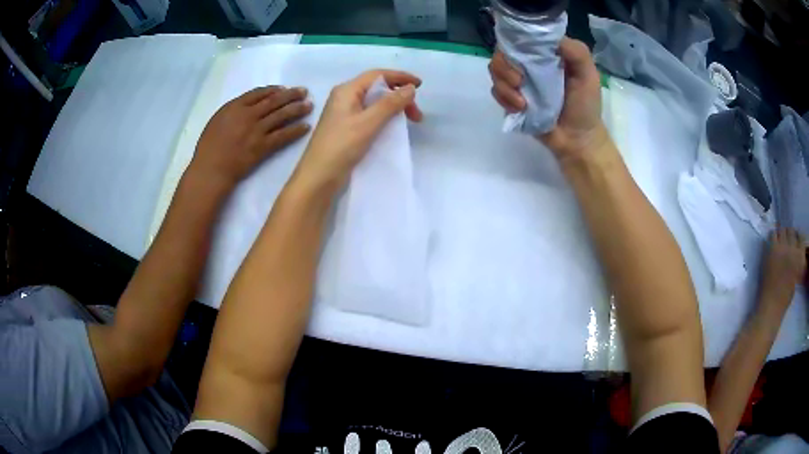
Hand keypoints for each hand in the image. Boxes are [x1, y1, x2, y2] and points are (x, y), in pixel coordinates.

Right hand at [190, 86, 312, 188]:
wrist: (211, 169)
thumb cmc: (208, 148)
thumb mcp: (217, 121)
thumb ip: (233, 111)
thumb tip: (250, 106)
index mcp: (235, 107)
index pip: (259, 93)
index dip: (274, 90)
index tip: (284, 89)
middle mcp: (248, 115)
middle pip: (274, 101)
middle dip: (291, 95)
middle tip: (304, 92)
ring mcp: (257, 131)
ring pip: (282, 115)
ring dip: (298, 109)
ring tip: (309, 106)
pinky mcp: (263, 147)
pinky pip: (283, 136)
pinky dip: (296, 130)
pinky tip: (306, 127)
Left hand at [291, 69, 422, 192]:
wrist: (318, 177)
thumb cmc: (341, 146)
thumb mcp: (368, 122)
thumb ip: (390, 103)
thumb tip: (410, 87)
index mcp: (346, 90)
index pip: (377, 75)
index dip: (400, 77)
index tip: (420, 85)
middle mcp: (345, 98)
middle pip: (377, 88)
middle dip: (399, 96)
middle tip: (416, 115)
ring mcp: (345, 114)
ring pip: (375, 103)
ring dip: (394, 108)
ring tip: (409, 121)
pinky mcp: (347, 129)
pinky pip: (370, 116)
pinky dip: (385, 118)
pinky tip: (393, 128)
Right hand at [489, 38, 609, 163]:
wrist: (577, 140)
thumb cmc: (586, 106)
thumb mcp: (589, 75)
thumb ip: (577, 53)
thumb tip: (551, 39)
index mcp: (547, 54)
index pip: (522, 38)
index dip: (517, 43)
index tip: (524, 56)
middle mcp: (530, 63)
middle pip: (502, 52)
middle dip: (505, 67)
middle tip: (519, 82)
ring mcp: (519, 81)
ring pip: (495, 70)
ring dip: (504, 86)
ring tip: (522, 102)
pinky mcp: (512, 99)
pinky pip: (495, 91)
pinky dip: (504, 99)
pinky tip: (520, 109)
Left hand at [759, 228, 806, 306]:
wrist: (771, 306)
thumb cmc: (784, 298)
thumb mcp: (796, 278)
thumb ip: (797, 262)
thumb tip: (796, 250)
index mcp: (800, 257)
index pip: (801, 237)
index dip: (798, 237)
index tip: (795, 240)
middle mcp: (793, 248)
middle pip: (791, 231)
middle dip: (789, 234)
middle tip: (787, 241)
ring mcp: (782, 246)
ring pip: (782, 230)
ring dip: (781, 234)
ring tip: (780, 242)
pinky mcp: (772, 248)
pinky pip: (772, 234)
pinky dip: (773, 237)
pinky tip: (773, 244)